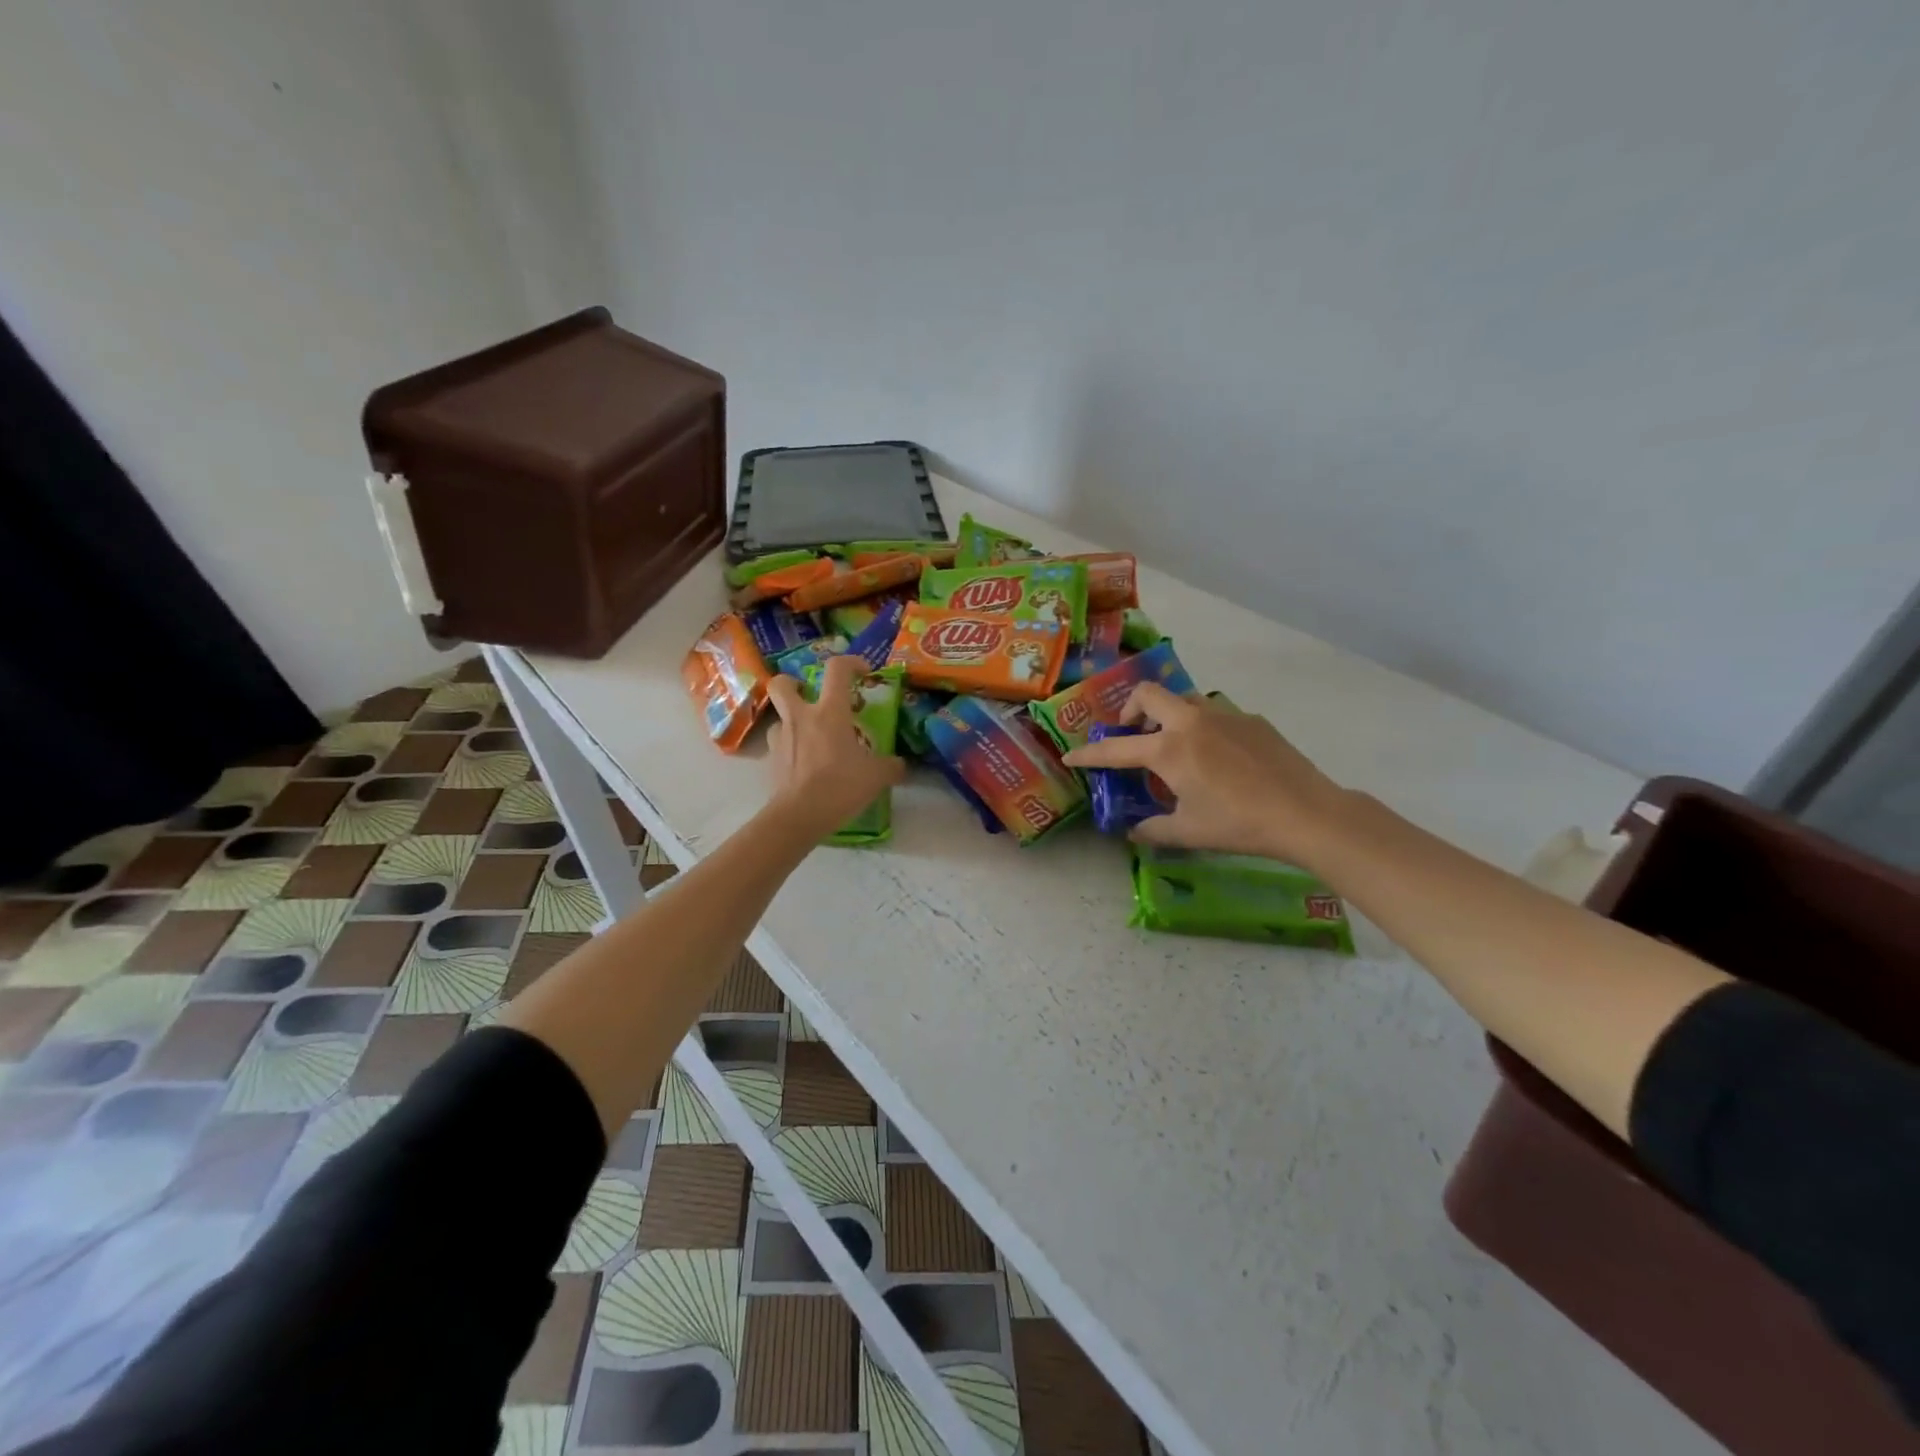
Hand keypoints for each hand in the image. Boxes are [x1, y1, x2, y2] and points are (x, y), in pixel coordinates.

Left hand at [764, 656, 905, 839]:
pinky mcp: (771, 760)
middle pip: (783, 683)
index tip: (863, 672)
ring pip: (780, 717)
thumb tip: (900, 765)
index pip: (837, 669)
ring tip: (811, 739)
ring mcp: (781, 738)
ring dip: (793, 721)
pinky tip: (804, 764)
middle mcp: (801, 717)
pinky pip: (779, 745)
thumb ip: (891, 766)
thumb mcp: (877, 776)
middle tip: (811, 696)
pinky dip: (790, 749)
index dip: (851, 663)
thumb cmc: (840, 785)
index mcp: (829, 711)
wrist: (799, 815)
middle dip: (794, 683)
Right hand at [1062, 685, 1348, 864]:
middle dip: (1131, 710)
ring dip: (1168, 716)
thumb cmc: (1238, 824)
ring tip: (1174, 746)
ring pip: (1184, 699)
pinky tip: (1218, 757)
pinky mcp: (1252, 719)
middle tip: (1133, 736)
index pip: (1116, 748)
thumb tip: (1132, 832)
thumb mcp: (1188, 833)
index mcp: (1168, 750)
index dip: (1089, 753)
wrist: (1305, 812)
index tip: (1072, 755)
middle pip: (1148, 694)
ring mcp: (1224, 716)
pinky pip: (1215, 714)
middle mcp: (1191, 722)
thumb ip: (1153, 830)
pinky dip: (1202, 727)